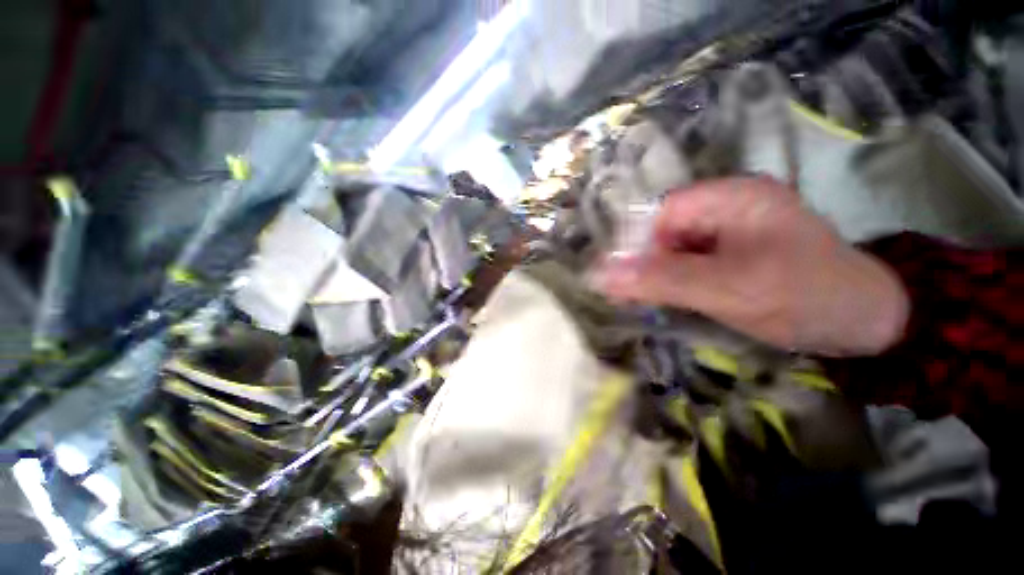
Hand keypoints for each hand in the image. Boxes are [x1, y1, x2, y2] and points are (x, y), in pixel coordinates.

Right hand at [597, 177, 908, 355]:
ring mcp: (730, 230)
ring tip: (654, 303)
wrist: (866, 323)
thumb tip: (600, 275)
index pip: (659, 214)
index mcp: (729, 197)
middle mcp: (726, 206)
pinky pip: (690, 262)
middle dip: (648, 264)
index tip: (624, 282)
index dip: (637, 246)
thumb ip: (662, 280)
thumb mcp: (727, 289)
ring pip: (675, 249)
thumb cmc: (804, 297)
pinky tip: (675, 300)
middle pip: (665, 231)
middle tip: (636, 299)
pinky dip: (676, 281)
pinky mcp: (733, 252)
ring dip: (660, 275)